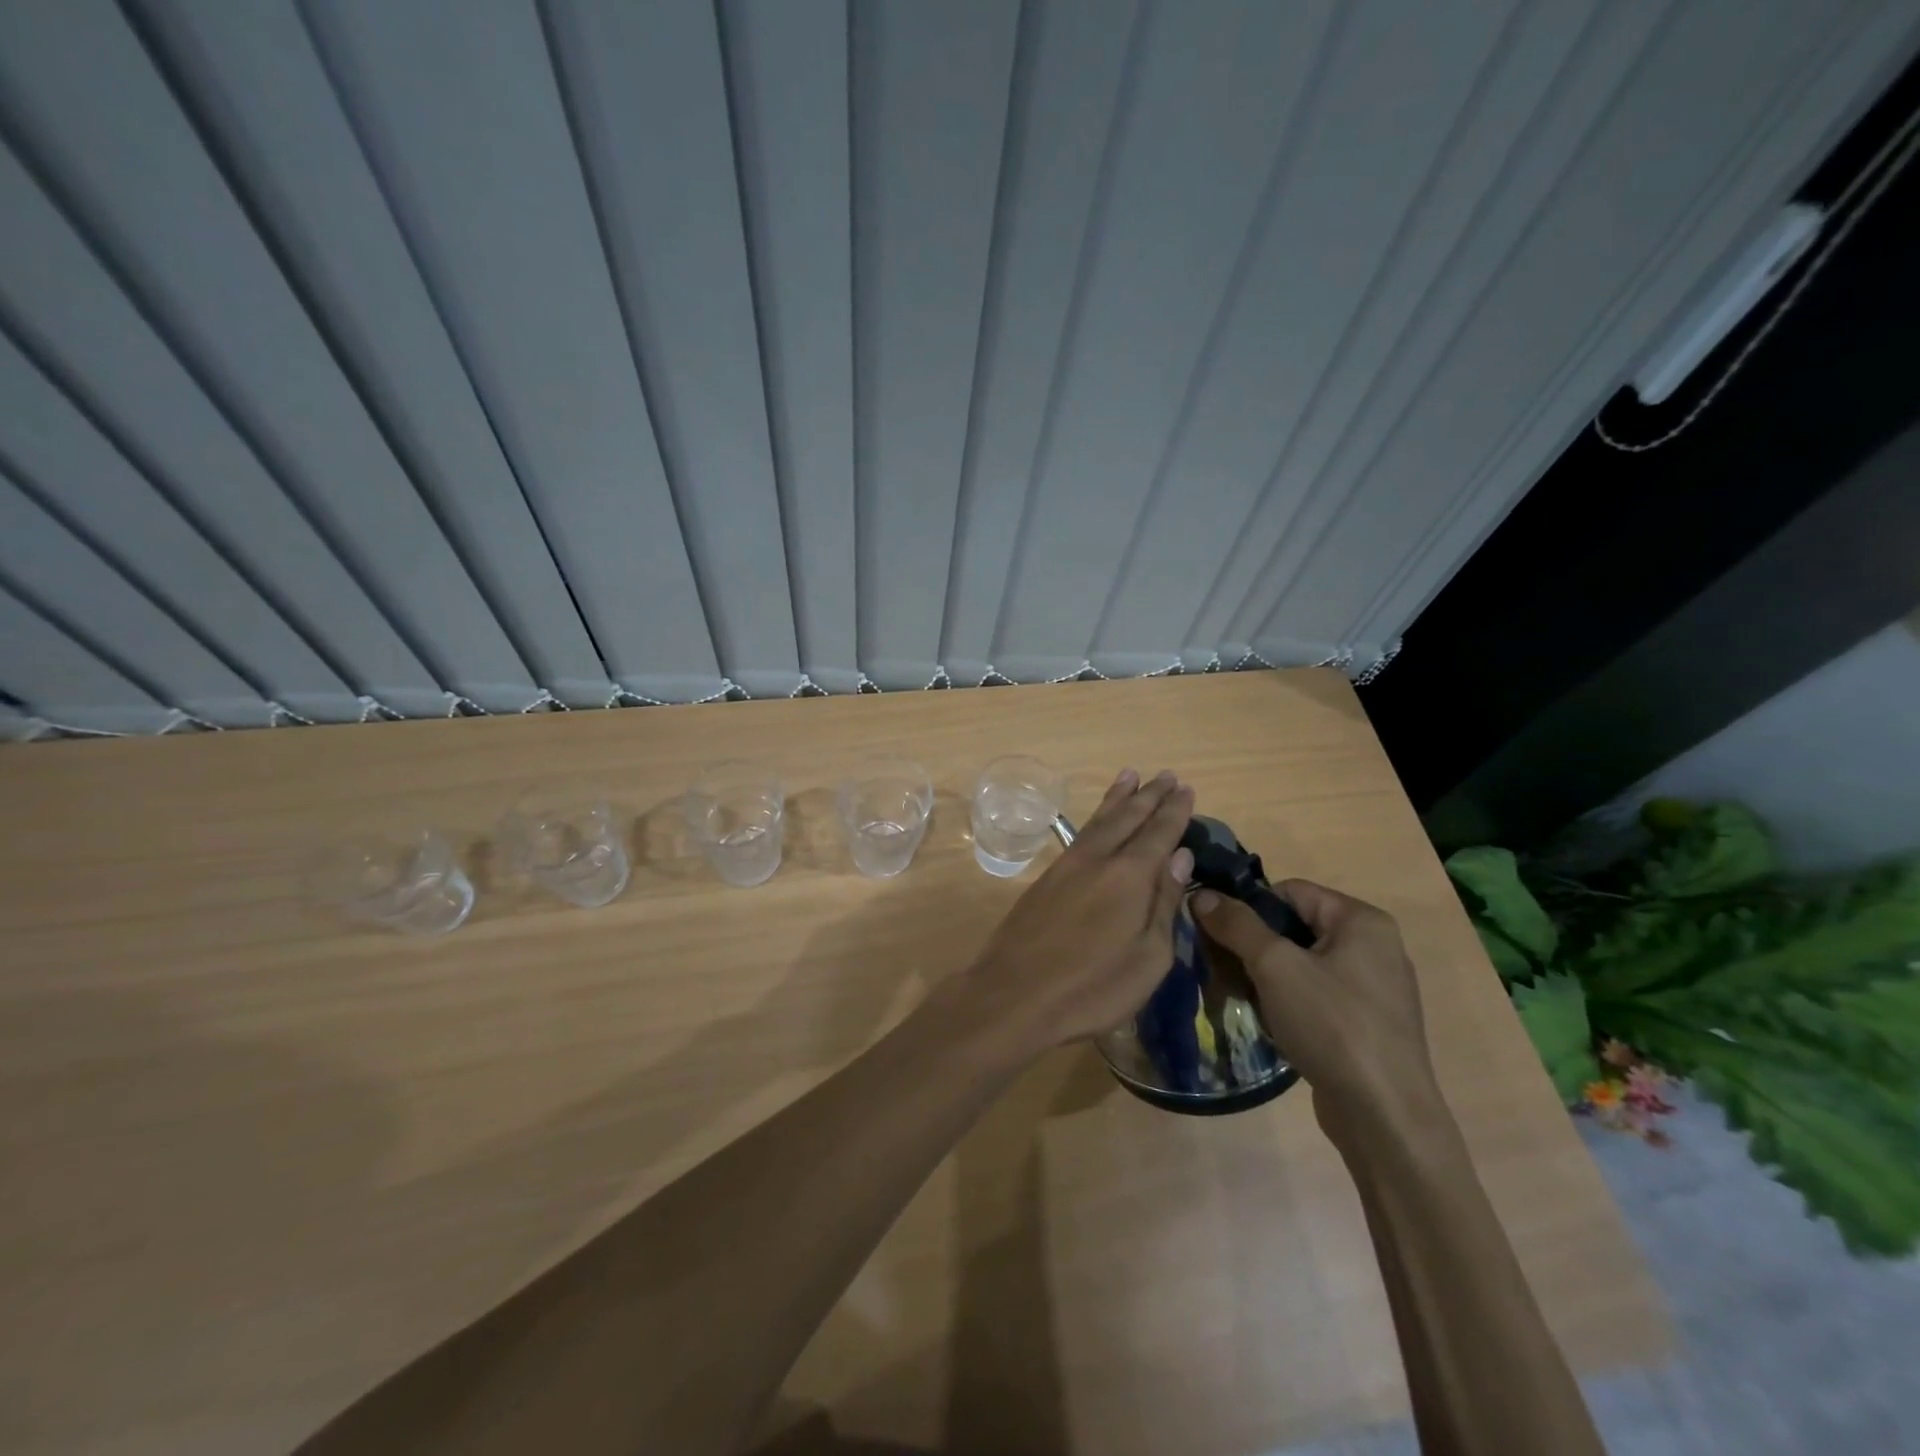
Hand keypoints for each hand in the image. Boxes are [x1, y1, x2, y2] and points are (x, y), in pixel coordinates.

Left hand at [961, 769, 1194, 1049]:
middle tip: (1166, 775)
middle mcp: (1098, 859)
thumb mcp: (1148, 958)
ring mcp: (1067, 866)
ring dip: (1118, 797)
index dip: (1175, 811)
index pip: (1159, 833)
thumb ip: (1164, 903)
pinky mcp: (1045, 879)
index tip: (1186, 788)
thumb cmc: (1092, 988)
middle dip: (1149, 795)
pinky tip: (1097, 820)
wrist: (1013, 996)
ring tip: (1130, 775)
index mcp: (1129, 876)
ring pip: (1098, 821)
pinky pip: (1079, 834)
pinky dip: (1095, 818)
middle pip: (1128, 818)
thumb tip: (1179, 856)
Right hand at [1192, 880, 1442, 1145]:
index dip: (1249, 908)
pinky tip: (1268, 1022)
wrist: (1385, 1117)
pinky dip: (1288, 1001)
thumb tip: (1201, 893)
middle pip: (1295, 927)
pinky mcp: (1369, 1024)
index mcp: (1362, 920)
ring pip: (1303, 964)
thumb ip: (1236, 924)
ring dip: (1266, 976)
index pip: (1289, 891)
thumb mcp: (1275, 966)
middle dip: (1253, 945)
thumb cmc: (1332, 1025)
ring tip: (1237, 995)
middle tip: (1220, 967)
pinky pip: (1317, 995)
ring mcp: (1375, 988)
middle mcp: (1375, 946)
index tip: (1216, 933)